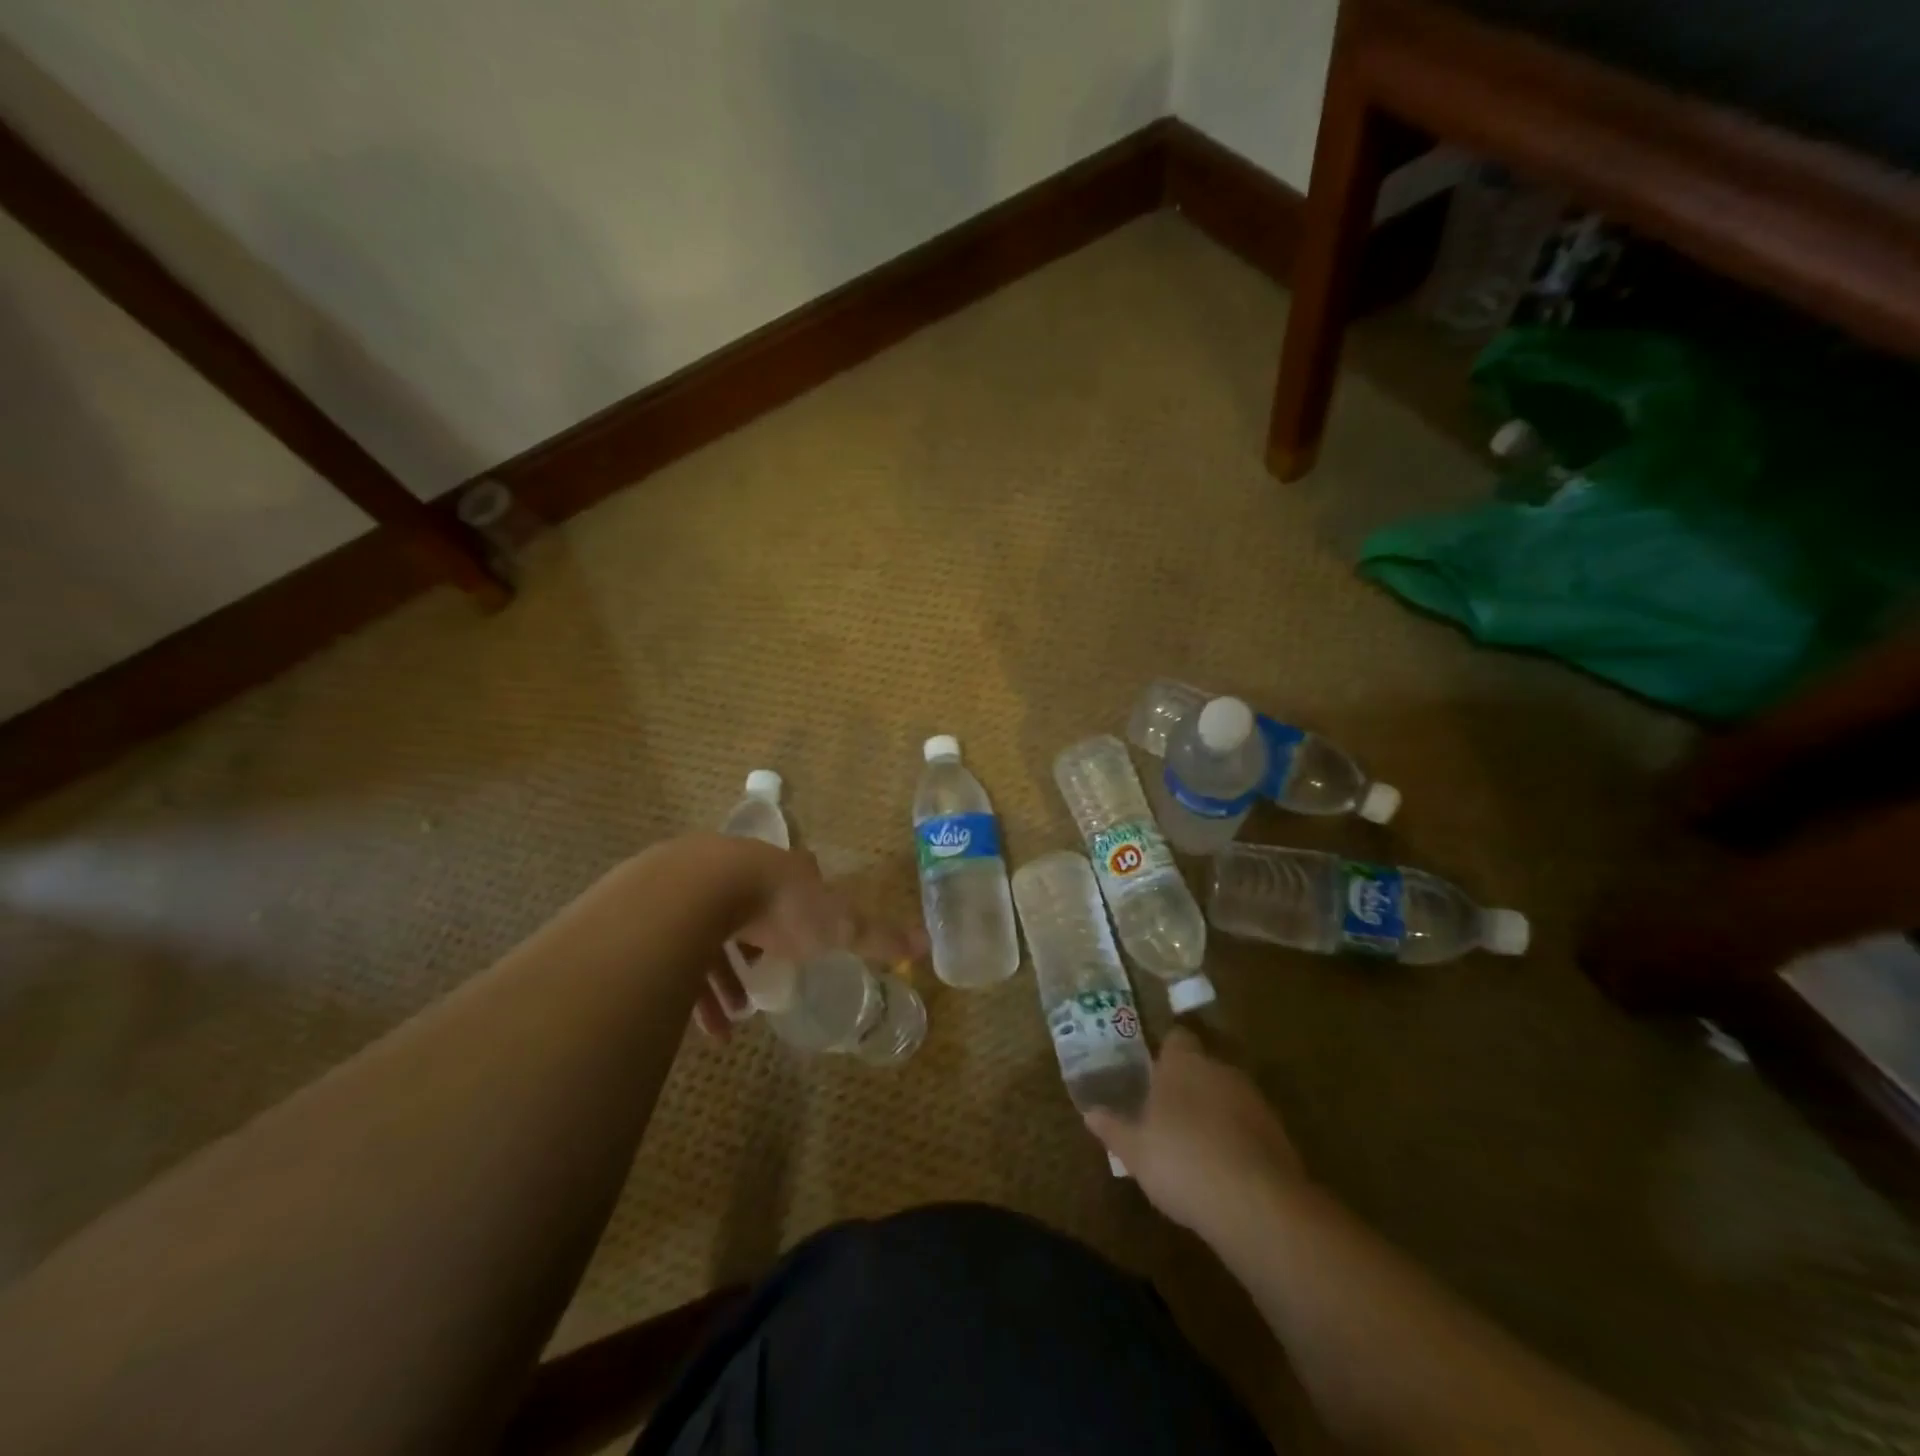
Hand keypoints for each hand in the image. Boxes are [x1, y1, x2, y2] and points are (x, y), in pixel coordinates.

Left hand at [693, 840, 924, 1037]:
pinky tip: (704, 1023)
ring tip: (733, 1019)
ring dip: (726, 978)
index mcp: (786, 869)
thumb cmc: (780, 906)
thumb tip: (929, 944)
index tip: (806, 938)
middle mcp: (744, 868)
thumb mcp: (838, 925)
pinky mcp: (663, 908)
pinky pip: (681, 950)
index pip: (801, 878)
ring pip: (714, 933)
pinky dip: (695, 987)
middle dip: (761, 949)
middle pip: (755, 909)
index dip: (805, 906)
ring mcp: (698, 883)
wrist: (699, 891)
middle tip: (765, 987)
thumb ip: (879, 936)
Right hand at [1084, 1028, 1307, 1237]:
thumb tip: (1089, 1112)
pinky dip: (1238, 1139)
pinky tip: (1225, 1169)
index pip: (1177, 1038)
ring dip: (1215, 1113)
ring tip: (1196, 1146)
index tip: (1153, 1073)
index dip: (1166, 1052)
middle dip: (1189, 1086)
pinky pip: (1249, 1126)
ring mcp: (1254, 1099)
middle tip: (1168, 1115)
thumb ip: (1113, 1128)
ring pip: (1228, 1095)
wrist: (1256, 1203)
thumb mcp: (1134, 1150)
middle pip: (1203, 1066)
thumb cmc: (1181, 1162)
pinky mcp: (1278, 1132)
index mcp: (1183, 1063)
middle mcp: (1220, 1069)